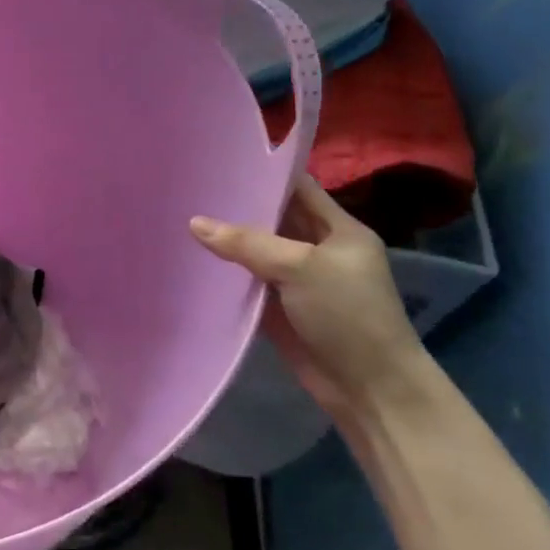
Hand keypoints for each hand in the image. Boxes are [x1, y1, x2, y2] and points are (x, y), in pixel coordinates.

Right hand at [191, 176, 429, 425]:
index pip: (298, 188)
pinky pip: (247, 282)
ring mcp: (298, 280)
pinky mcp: (280, 308)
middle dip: (237, 206)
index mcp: (339, 229)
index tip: (220, 161)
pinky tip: (192, 260)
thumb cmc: (348, 315)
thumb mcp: (300, 268)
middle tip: (189, 188)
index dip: (264, 173)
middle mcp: (318, 249)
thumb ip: (247, 243)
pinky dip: (225, 274)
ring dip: (226, 241)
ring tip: (180, 217)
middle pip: (273, 218)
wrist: (370, 389)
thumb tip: (194, 223)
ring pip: (256, 251)